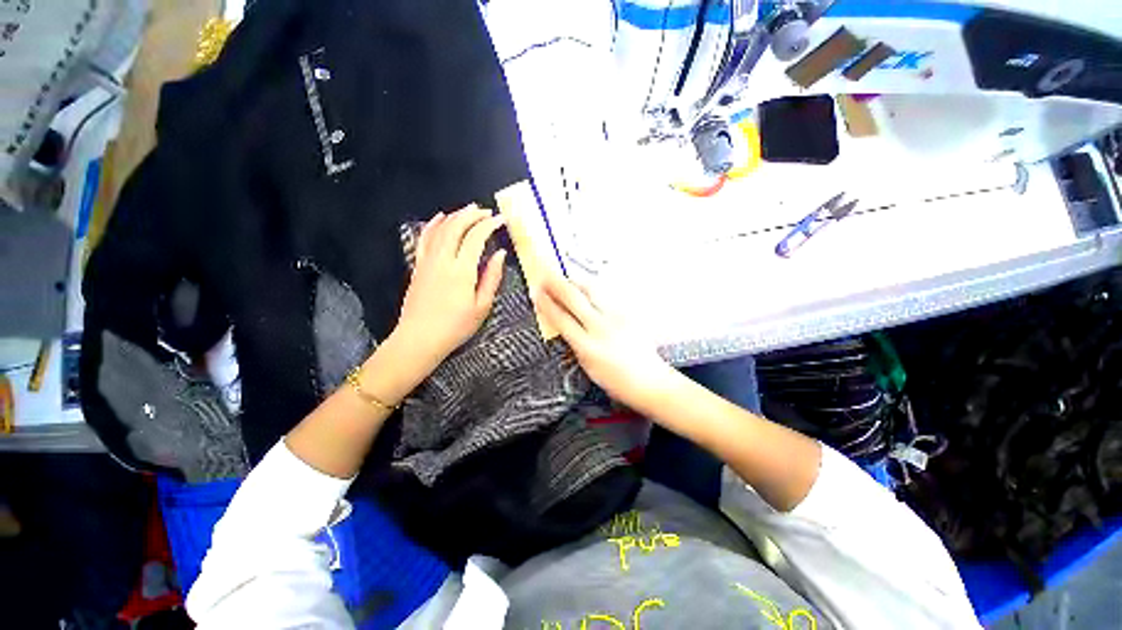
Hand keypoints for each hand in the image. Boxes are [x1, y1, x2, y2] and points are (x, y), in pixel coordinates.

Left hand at [391, 205, 506, 375]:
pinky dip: (433, 225)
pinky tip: (440, 218)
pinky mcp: (418, 266)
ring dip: (455, 215)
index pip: (476, 237)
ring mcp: (427, 261)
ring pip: (440, 229)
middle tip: (486, 212)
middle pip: (456, 227)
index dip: (489, 225)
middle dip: (472, 215)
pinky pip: (424, 238)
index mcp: (461, 271)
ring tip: (469, 210)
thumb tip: (500, 254)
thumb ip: (492, 278)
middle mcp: (442, 260)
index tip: (501, 220)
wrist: (419, 339)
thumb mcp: (482, 306)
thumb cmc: (455, 327)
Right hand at [535, 274, 678, 413]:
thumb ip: (575, 344)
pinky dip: (593, 288)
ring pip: (592, 291)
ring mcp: (616, 317)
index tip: (536, 293)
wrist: (649, 381)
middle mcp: (601, 327)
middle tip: (546, 275)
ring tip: (565, 277)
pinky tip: (587, 286)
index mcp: (587, 346)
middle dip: (556, 285)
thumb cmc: (617, 381)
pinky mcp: (628, 313)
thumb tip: (564, 324)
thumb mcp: (587, 366)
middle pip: (574, 299)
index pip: (561, 319)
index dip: (546, 304)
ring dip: (575, 281)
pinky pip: (606, 295)